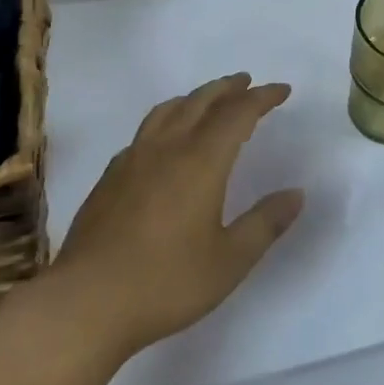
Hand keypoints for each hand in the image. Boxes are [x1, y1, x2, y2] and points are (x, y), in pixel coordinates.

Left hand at [52, 73, 303, 358]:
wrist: (87, 301)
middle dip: (228, 88)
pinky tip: (165, 140)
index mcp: (201, 161)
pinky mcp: (110, 176)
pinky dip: (167, 119)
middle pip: (201, 101)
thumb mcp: (229, 261)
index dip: (262, 98)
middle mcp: (167, 148)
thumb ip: (265, 223)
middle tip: (247, 83)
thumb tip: (296, 193)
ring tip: (208, 100)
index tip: (282, 90)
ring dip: (195, 98)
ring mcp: (133, 159)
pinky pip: (146, 130)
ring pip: (168, 110)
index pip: (237, 113)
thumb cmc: (166, 282)